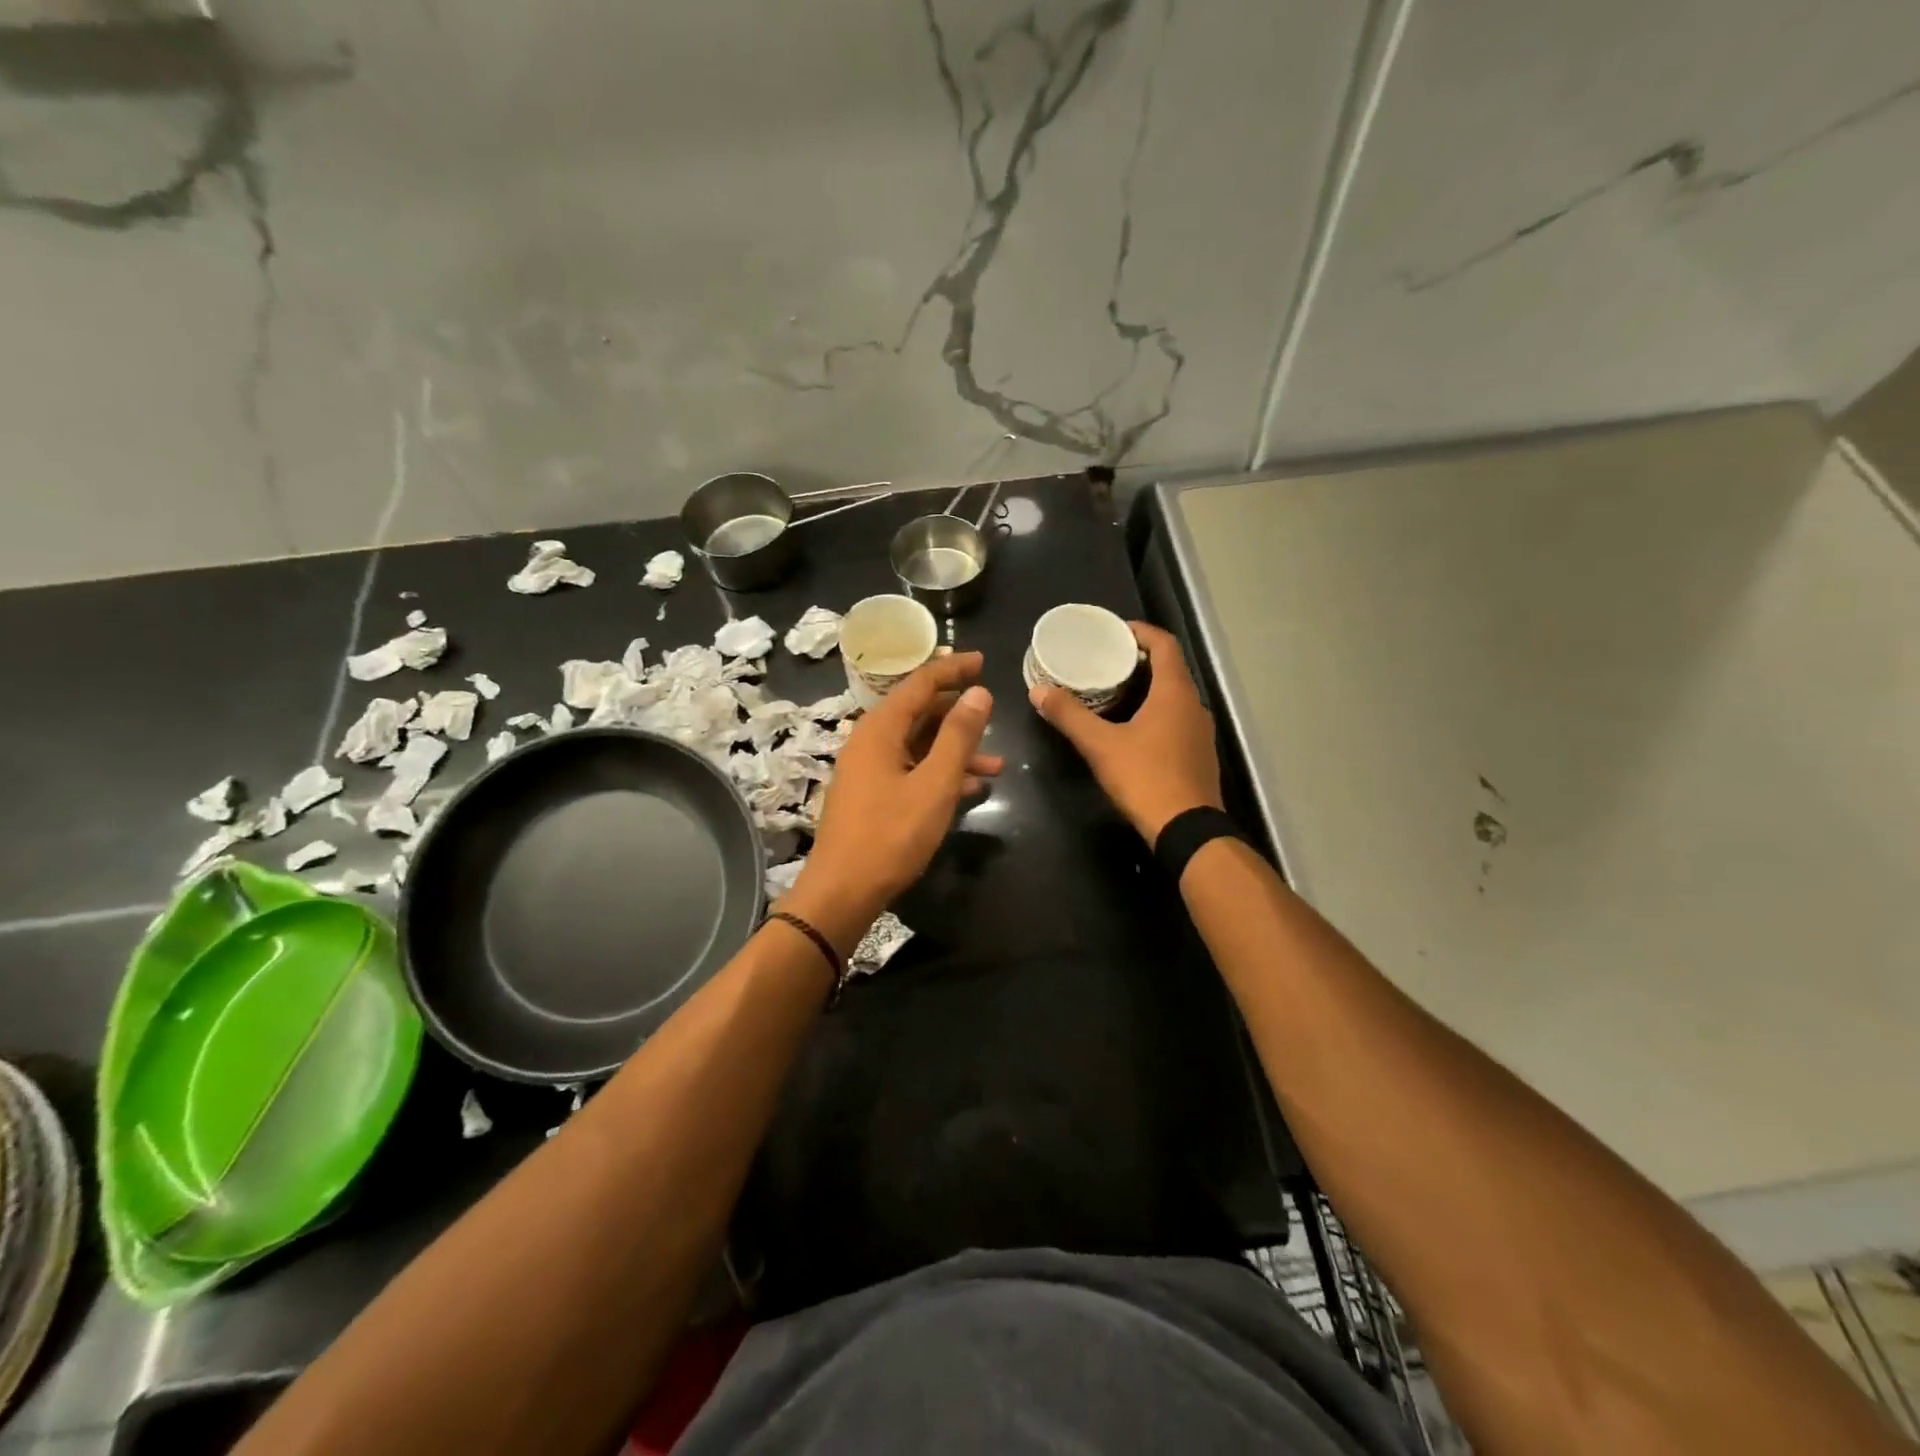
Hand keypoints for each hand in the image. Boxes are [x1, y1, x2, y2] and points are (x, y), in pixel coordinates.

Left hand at [782, 652, 1001, 951]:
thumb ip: (959, 736)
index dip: (953, 669)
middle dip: (958, 713)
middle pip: (919, 712)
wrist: (843, 891)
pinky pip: (911, 769)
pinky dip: (940, 773)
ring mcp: (869, 769)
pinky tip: (971, 788)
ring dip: (956, 750)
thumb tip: (979, 692)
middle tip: (992, 709)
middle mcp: (870, 741)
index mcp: (880, 729)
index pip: (920, 683)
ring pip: (918, 745)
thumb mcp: (934, 784)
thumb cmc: (891, 835)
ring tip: (996, 764)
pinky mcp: (872, 794)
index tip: (983, 661)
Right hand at [1029, 621, 1221, 841]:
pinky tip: (1132, 727)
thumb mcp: (1100, 746)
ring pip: (1174, 696)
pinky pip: (1176, 719)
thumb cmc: (1145, 778)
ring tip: (1113, 691)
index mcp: (1175, 693)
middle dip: (1139, 660)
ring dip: (1147, 687)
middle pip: (1169, 668)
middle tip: (1104, 660)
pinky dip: (1155, 711)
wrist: (1187, 830)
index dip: (1140, 632)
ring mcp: (1200, 731)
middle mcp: (1193, 705)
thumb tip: (1038, 691)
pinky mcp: (1198, 754)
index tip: (1114, 631)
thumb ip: (1069, 715)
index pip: (1164, 644)